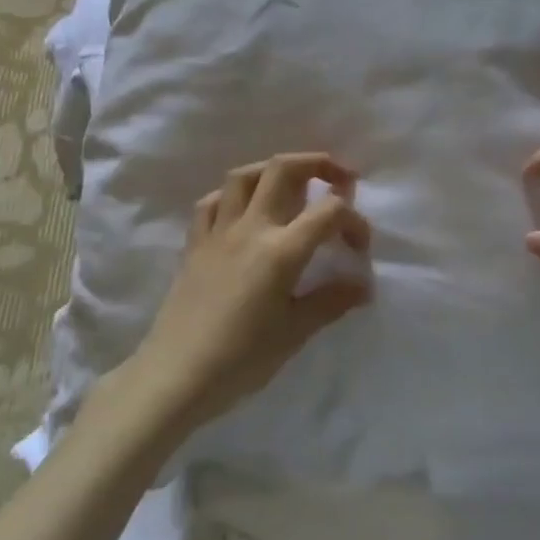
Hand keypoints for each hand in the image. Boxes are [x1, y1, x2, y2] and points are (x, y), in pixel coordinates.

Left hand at [133, 152, 372, 426]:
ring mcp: (218, 231)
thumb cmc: (241, 359)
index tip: (360, 247)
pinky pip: (213, 202)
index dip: (354, 221)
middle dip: (318, 163)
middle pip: (283, 169)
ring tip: (292, 185)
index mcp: (281, 250)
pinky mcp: (194, 244)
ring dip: (273, 170)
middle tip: (340, 178)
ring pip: (244, 175)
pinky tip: (244, 210)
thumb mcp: (295, 333)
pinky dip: (233, 195)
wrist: (175, 376)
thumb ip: (331, 301)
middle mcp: (251, 228)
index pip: (330, 212)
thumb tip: (363, 285)